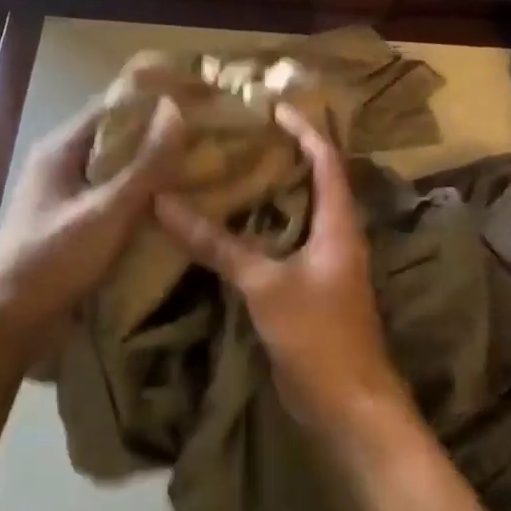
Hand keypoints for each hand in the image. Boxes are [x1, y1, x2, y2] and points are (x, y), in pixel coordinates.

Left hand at [0, 95, 185, 351]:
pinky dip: (142, 193)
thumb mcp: (106, 211)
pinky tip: (172, 203)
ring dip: (153, 164)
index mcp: (61, 148)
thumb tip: (177, 110)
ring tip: (200, 163)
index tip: (199, 96)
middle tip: (209, 132)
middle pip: (117, 135)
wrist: (10, 320)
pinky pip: (114, 196)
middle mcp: (61, 163)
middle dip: (160, 131)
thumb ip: (145, 165)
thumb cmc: (54, 260)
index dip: (156, 96)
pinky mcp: (73, 222)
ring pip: (117, 168)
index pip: (113, 104)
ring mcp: (66, 194)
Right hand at [154, 102, 410, 436]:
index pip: (327, 161)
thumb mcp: (264, 284)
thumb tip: (164, 203)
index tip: (271, 106)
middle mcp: (336, 239)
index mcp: (339, 225)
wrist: (346, 404)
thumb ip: (217, 245)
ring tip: (225, 173)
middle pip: (311, 184)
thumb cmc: (317, 334)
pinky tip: (226, 230)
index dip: (304, 130)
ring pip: (294, 218)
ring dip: (266, 196)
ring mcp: (323, 267)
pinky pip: (281, 249)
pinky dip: (257, 233)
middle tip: (236, 137)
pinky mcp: (307, 292)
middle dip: (279, 158)